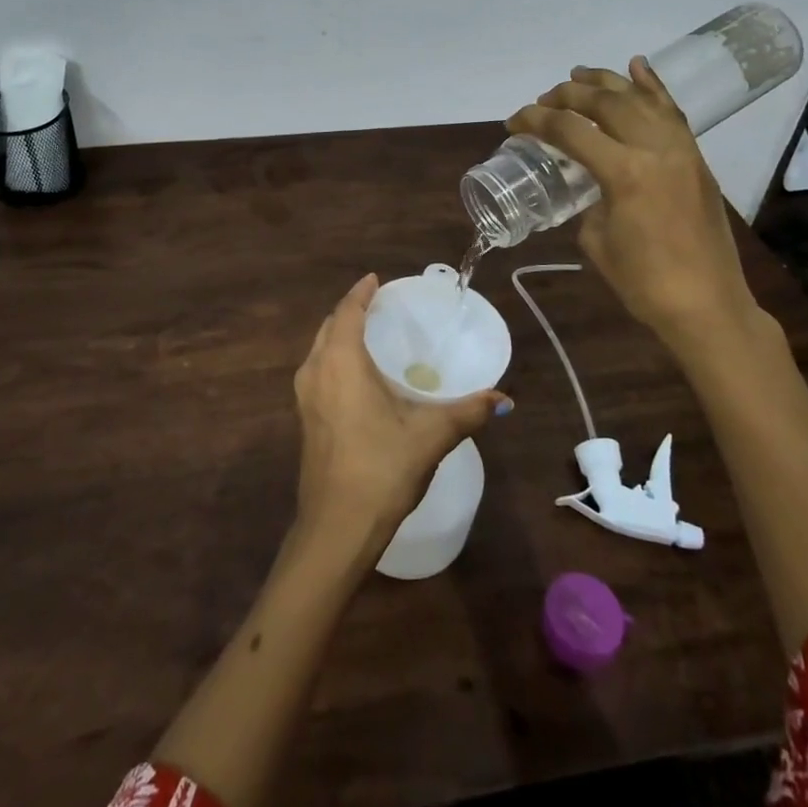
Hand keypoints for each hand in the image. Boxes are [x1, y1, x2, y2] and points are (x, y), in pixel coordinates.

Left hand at [292, 275, 510, 551]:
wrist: (336, 527)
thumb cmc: (382, 468)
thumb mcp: (431, 436)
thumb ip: (468, 412)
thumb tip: (503, 398)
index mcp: (341, 362)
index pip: (347, 311)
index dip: (360, 292)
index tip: (376, 279)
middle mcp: (316, 371)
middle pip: (330, 326)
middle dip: (351, 311)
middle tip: (379, 306)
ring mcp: (305, 397)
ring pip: (320, 350)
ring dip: (340, 335)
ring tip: (369, 335)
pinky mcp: (305, 420)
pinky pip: (318, 371)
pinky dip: (335, 358)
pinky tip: (357, 376)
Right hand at [506, 56, 767, 358]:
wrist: (708, 305)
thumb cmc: (644, 283)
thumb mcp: (596, 240)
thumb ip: (589, 199)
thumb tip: (590, 182)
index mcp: (625, 172)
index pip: (571, 130)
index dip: (535, 120)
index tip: (513, 122)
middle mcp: (655, 148)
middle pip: (604, 103)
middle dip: (567, 96)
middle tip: (543, 101)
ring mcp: (681, 149)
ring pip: (640, 98)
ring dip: (605, 82)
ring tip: (578, 75)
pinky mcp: (695, 157)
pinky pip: (671, 111)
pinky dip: (652, 86)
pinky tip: (636, 66)